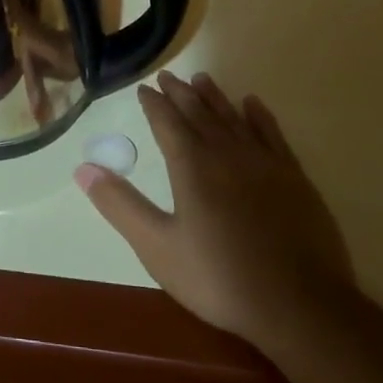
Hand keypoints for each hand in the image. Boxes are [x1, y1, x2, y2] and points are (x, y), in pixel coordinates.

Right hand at [77, 71, 354, 343]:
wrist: (300, 306)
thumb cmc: (220, 278)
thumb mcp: (157, 247)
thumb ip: (120, 205)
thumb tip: (83, 168)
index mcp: (191, 166)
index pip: (166, 122)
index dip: (153, 103)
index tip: (145, 88)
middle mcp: (226, 152)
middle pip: (199, 113)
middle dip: (180, 93)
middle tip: (167, 76)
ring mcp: (264, 163)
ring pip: (233, 117)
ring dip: (215, 97)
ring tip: (201, 78)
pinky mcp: (294, 177)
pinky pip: (272, 134)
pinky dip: (259, 115)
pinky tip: (252, 104)